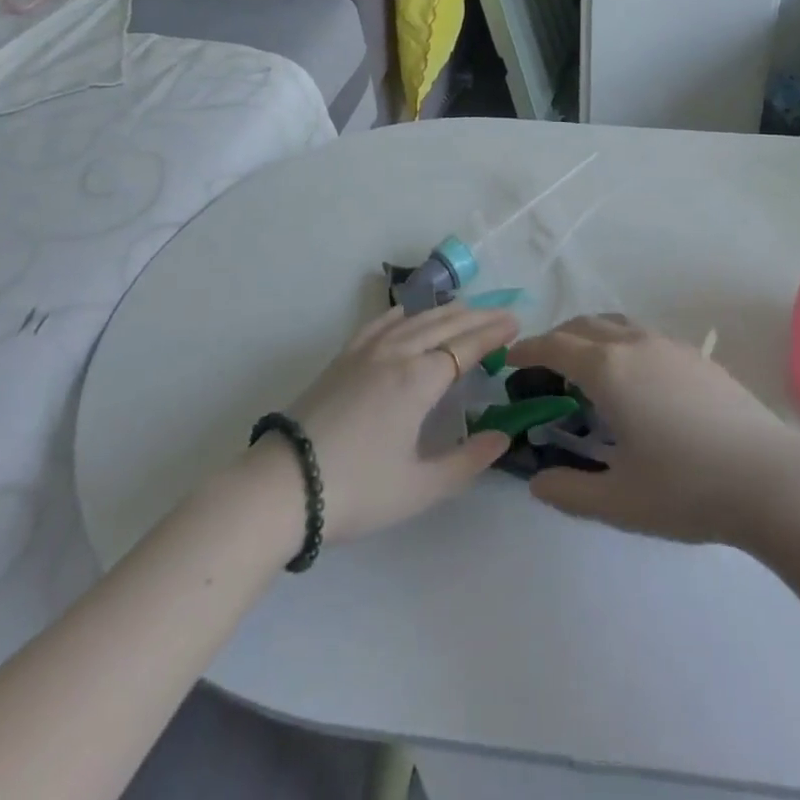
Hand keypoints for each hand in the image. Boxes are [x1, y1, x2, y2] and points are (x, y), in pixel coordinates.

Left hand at [271, 303, 518, 544]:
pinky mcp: (342, 359)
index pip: (467, 346)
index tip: (517, 322)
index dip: (493, 333)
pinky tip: (406, 312)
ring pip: (414, 320)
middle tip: (503, 312)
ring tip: (466, 309)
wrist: (282, 487)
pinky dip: (400, 314)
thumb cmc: (357, 490)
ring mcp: (366, 353)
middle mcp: (397, 354)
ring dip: (445, 312)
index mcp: (420, 380)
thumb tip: (503, 437)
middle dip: (477, 317)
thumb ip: (467, 461)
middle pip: (444, 325)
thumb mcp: (420, 487)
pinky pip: (378, 325)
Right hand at [505, 316, 799, 553]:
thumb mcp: (618, 501)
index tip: (511, 359)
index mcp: (608, 370)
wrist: (769, 477)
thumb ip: (569, 491)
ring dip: (590, 335)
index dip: (528, 350)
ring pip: (616, 324)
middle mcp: (635, 345)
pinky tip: (632, 377)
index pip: (556, 347)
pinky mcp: (697, 356)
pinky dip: (620, 342)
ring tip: (584, 364)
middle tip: (542, 365)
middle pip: (584, 326)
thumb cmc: (686, 489)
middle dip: (557, 339)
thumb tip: (538, 482)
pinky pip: (643, 335)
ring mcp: (669, 345)